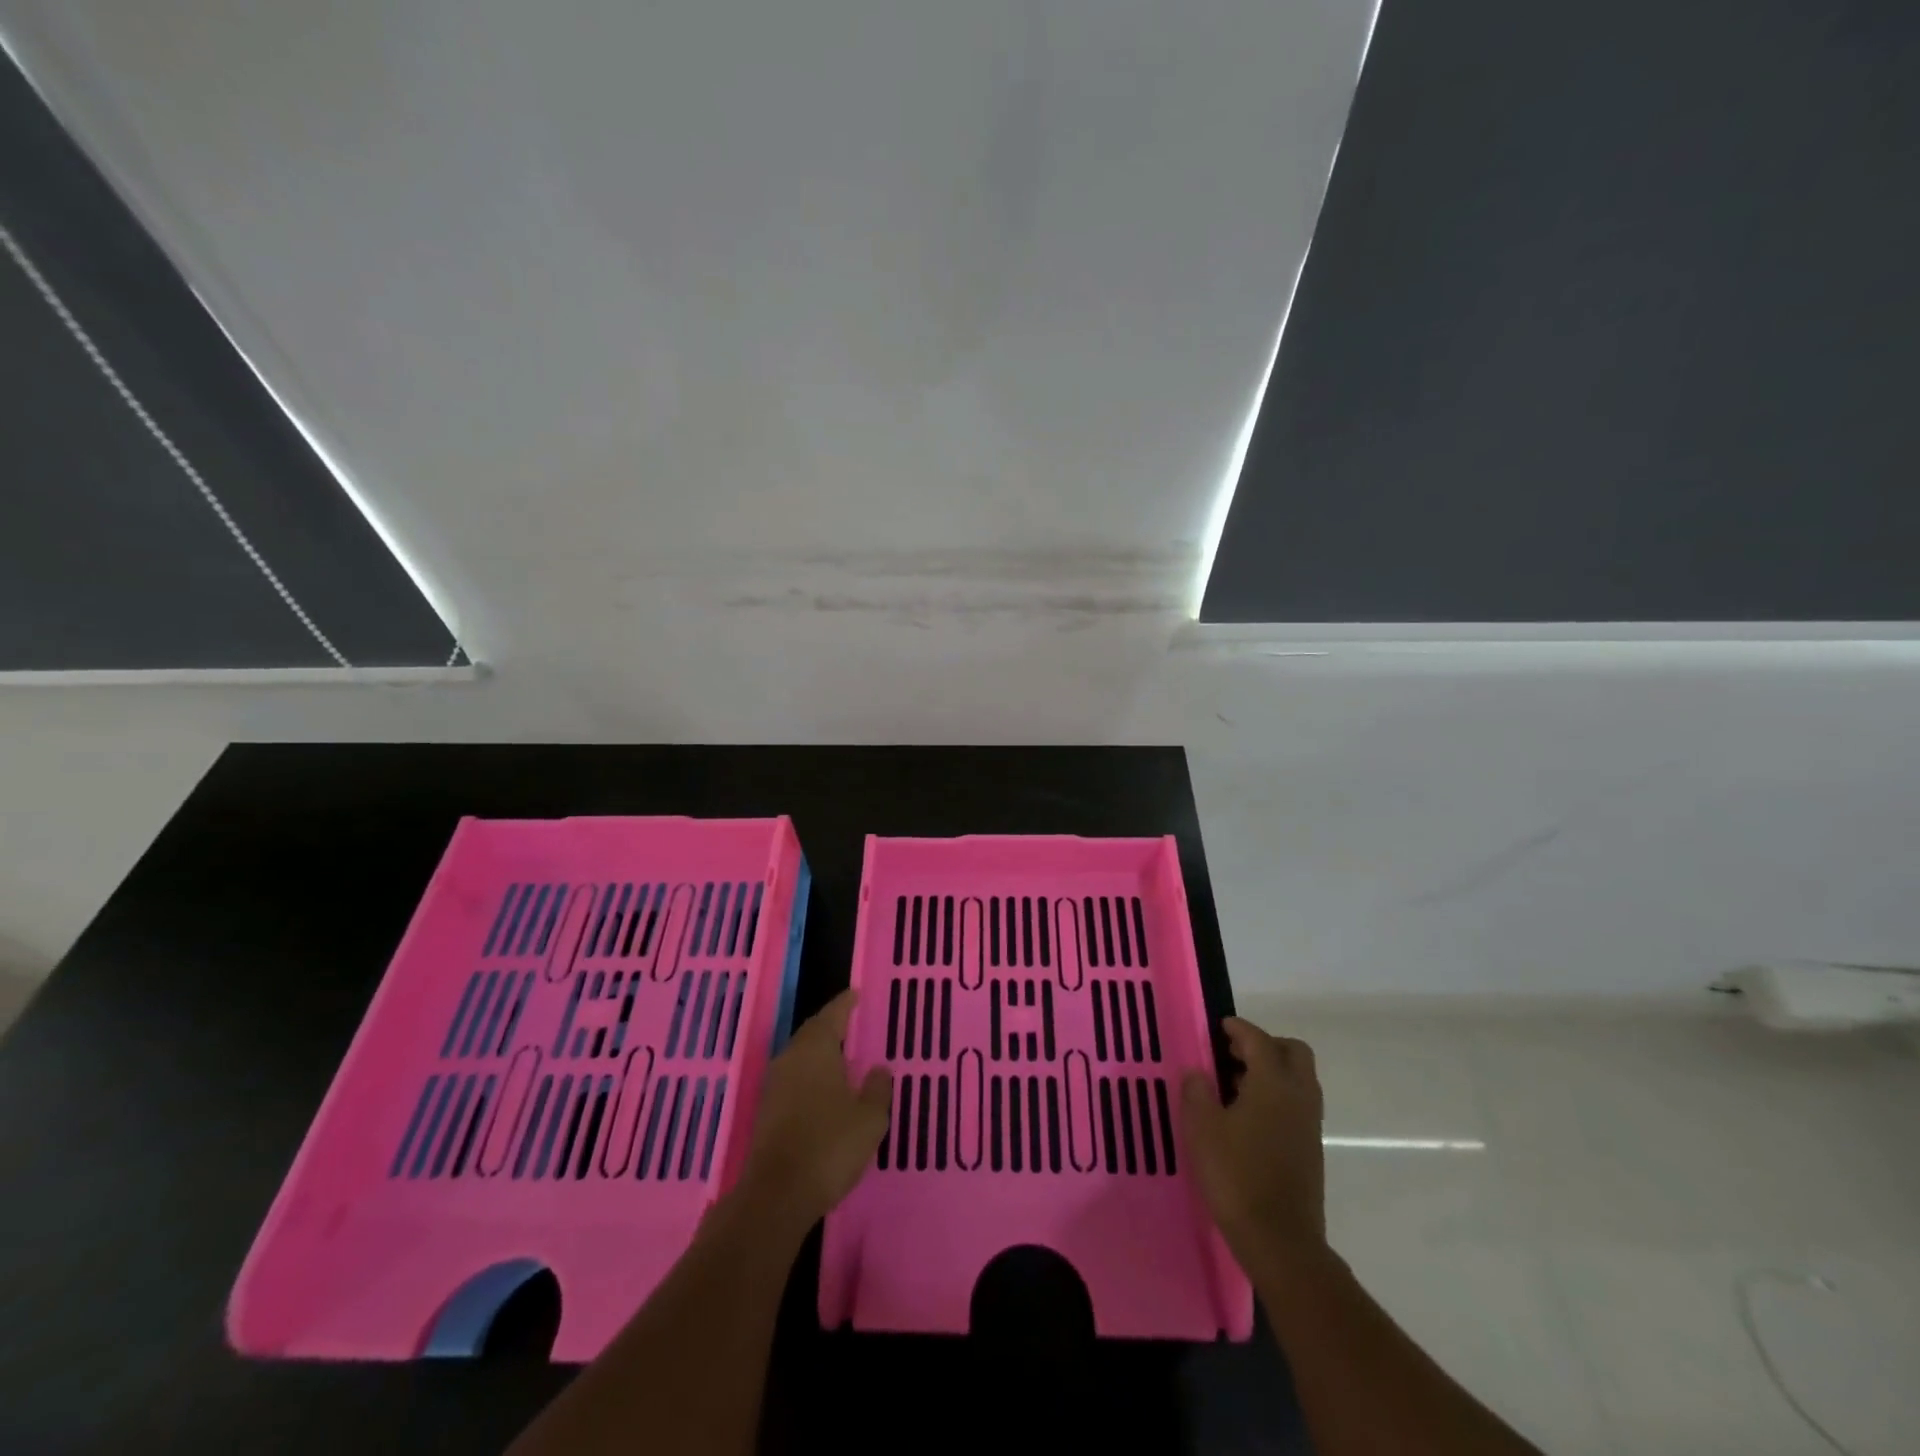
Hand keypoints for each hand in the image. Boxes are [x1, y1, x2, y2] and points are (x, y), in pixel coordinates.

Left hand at [740, 988, 891, 1224]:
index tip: (856, 994)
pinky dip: (810, 1076)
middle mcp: (791, 1058)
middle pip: (812, 1033)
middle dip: (831, 1026)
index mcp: (816, 1049)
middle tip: (850, 1022)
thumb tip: (879, 1069)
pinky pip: (793, 1079)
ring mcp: (774, 1085)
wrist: (777, 1195)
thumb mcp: (868, 1119)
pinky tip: (823, 1090)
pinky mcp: (766, 1111)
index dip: (846, 1004)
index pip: (832, 1015)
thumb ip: (877, 1089)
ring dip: (819, 1052)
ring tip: (841, 1055)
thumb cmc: (829, 1146)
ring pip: (800, 1057)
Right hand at [1182, 1018, 1326, 1277]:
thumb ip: (1197, 1091)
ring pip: (1298, 1079)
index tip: (1217, 1027)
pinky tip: (1246, 1117)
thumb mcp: (1202, 1128)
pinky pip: (1296, 1104)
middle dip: (1264, 1045)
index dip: (1237, 1028)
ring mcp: (1309, 1124)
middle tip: (1231, 1054)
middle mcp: (1299, 1096)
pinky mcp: (1310, 1148)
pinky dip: (1275, 1096)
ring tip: (1232, 1085)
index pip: (1259, 1039)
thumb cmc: (1237, 1176)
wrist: (1280, 1241)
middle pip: (1292, 1052)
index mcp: (1274, 1083)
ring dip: (1271, 1071)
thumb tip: (1198, 1072)